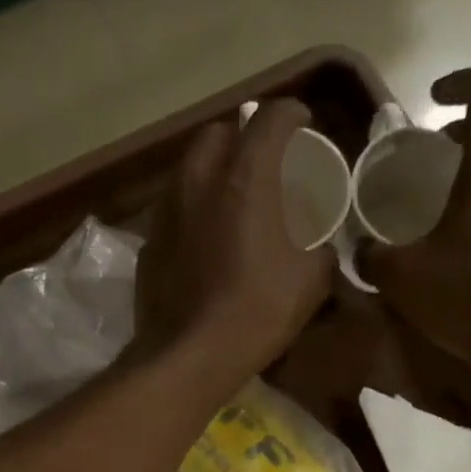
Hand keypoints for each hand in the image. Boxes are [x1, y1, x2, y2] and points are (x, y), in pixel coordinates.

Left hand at [132, 99, 335, 386]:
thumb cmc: (255, 313)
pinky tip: (203, 237)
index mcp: (245, 179)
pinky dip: (191, 210)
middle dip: (241, 136)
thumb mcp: (310, 282)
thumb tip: (322, 249)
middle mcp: (199, 181)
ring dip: (211, 171)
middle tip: (261, 161)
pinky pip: (172, 209)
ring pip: (188, 168)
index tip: (303, 125)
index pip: (270, 118)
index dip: (291, 114)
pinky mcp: (148, 243)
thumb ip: (321, 252)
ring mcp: (166, 212)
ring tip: (230, 196)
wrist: (187, 357)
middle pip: (218, 133)